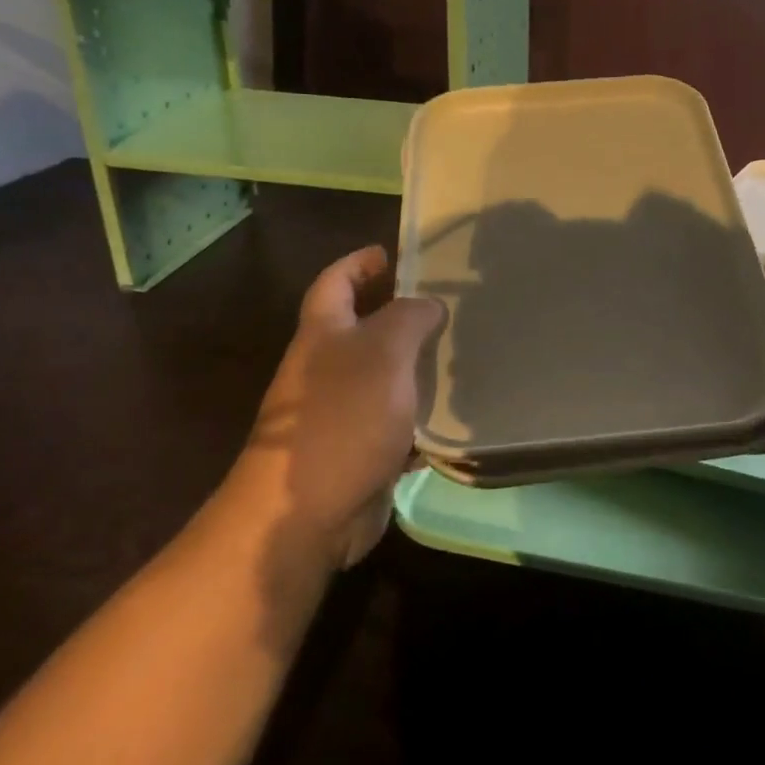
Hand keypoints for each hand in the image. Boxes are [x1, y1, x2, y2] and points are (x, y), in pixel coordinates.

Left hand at [234, 246, 444, 570]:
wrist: (306, 511)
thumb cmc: (342, 417)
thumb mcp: (383, 352)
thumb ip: (409, 318)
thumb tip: (428, 304)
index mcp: (322, 335)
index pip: (335, 282)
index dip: (359, 263)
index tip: (390, 252)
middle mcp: (325, 368)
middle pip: (359, 328)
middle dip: (395, 312)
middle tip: (443, 302)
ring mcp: (339, 412)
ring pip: (381, 376)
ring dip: (413, 363)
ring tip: (458, 350)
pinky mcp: (358, 450)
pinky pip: (394, 420)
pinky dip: (419, 413)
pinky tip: (452, 410)